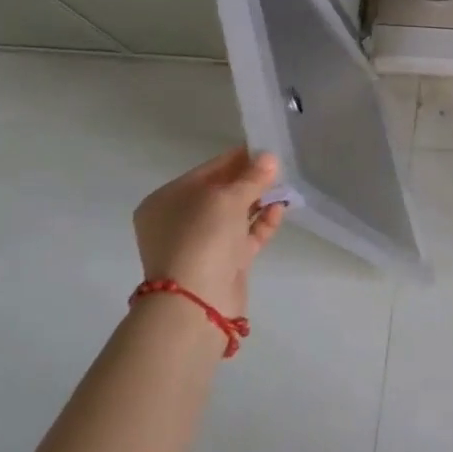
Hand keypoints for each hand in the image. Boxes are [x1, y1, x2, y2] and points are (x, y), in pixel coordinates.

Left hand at [132, 148, 286, 317]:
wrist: (196, 302)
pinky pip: (243, 237)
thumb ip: (252, 177)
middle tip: (280, 169)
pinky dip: (261, 224)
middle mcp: (179, 221)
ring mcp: (199, 244)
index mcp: (167, 201)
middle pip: (221, 193)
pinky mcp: (220, 264)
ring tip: (286, 188)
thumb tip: (270, 158)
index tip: (266, 149)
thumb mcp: (229, 198)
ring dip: (259, 202)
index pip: (207, 171)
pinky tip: (281, 210)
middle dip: (250, 181)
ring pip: (234, 216)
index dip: (237, 158)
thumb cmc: (202, 237)